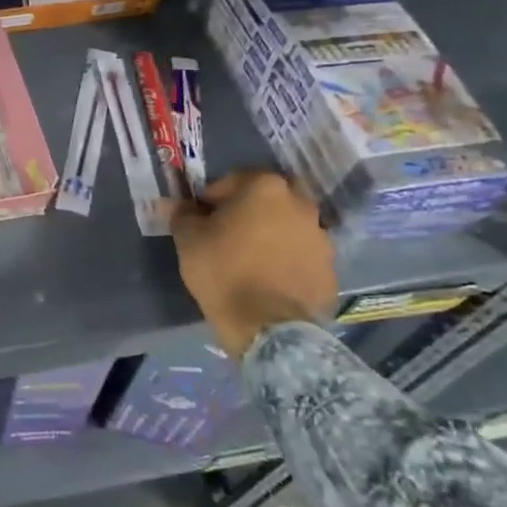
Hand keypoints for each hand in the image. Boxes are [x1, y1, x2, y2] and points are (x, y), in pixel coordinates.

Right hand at [171, 170, 336, 355]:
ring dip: (272, 235)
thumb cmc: (223, 271)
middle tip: (229, 233)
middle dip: (250, 210)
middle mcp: (300, 204)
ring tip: (250, 260)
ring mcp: (320, 237)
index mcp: (265, 188)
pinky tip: (269, 280)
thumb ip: (182, 215)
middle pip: (268, 199)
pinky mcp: (330, 269)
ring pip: (289, 227)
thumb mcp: (188, 239)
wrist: (267, 326)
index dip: (212, 197)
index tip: (200, 216)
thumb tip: (176, 205)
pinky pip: (302, 256)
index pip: (233, 180)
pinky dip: (287, 261)